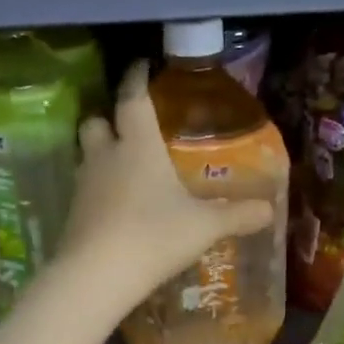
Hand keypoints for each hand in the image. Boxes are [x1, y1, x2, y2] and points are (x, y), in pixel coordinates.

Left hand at [56, 61, 273, 312]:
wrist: (96, 276)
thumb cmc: (153, 236)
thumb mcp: (203, 227)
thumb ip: (236, 215)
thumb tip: (269, 210)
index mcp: (137, 146)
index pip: (132, 99)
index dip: (136, 79)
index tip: (141, 66)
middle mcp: (106, 157)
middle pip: (96, 121)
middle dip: (109, 117)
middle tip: (128, 125)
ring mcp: (84, 186)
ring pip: (87, 156)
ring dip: (102, 154)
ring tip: (126, 165)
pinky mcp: (73, 214)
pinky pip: (85, 189)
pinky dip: (99, 189)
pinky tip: (117, 205)